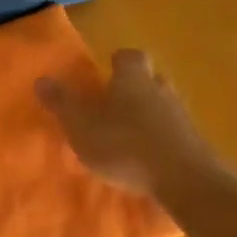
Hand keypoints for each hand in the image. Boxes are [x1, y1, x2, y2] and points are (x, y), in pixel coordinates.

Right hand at [35, 49, 217, 200]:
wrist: (184, 180)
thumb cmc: (124, 146)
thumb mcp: (81, 126)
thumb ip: (61, 103)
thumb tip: (41, 78)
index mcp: (132, 78)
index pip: (129, 56)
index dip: (117, 62)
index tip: (106, 72)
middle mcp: (160, 89)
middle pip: (149, 79)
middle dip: (133, 88)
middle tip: (114, 104)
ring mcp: (182, 116)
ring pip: (162, 105)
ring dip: (147, 114)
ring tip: (128, 135)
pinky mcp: (195, 142)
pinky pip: (173, 131)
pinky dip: (160, 138)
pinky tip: (148, 157)